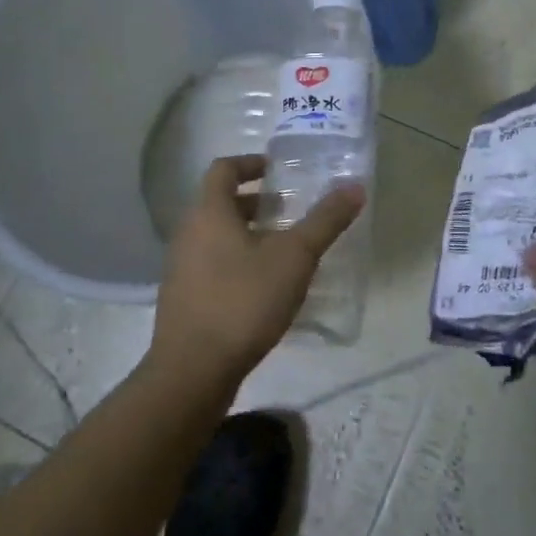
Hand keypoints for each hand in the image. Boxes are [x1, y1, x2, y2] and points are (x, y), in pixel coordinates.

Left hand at [148, 155, 364, 395]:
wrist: (192, 372)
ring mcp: (180, 268)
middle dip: (254, 201)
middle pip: (219, 202)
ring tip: (281, 248)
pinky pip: (210, 264)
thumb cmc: (243, 301)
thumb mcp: (295, 258)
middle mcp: (188, 233)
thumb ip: (325, 220)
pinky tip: (263, 286)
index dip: (250, 163)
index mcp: (209, 213)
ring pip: (214, 235)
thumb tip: (355, 186)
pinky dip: (235, 260)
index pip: (223, 169)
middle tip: (288, 209)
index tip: (277, 170)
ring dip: (246, 232)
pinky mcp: (183, 299)